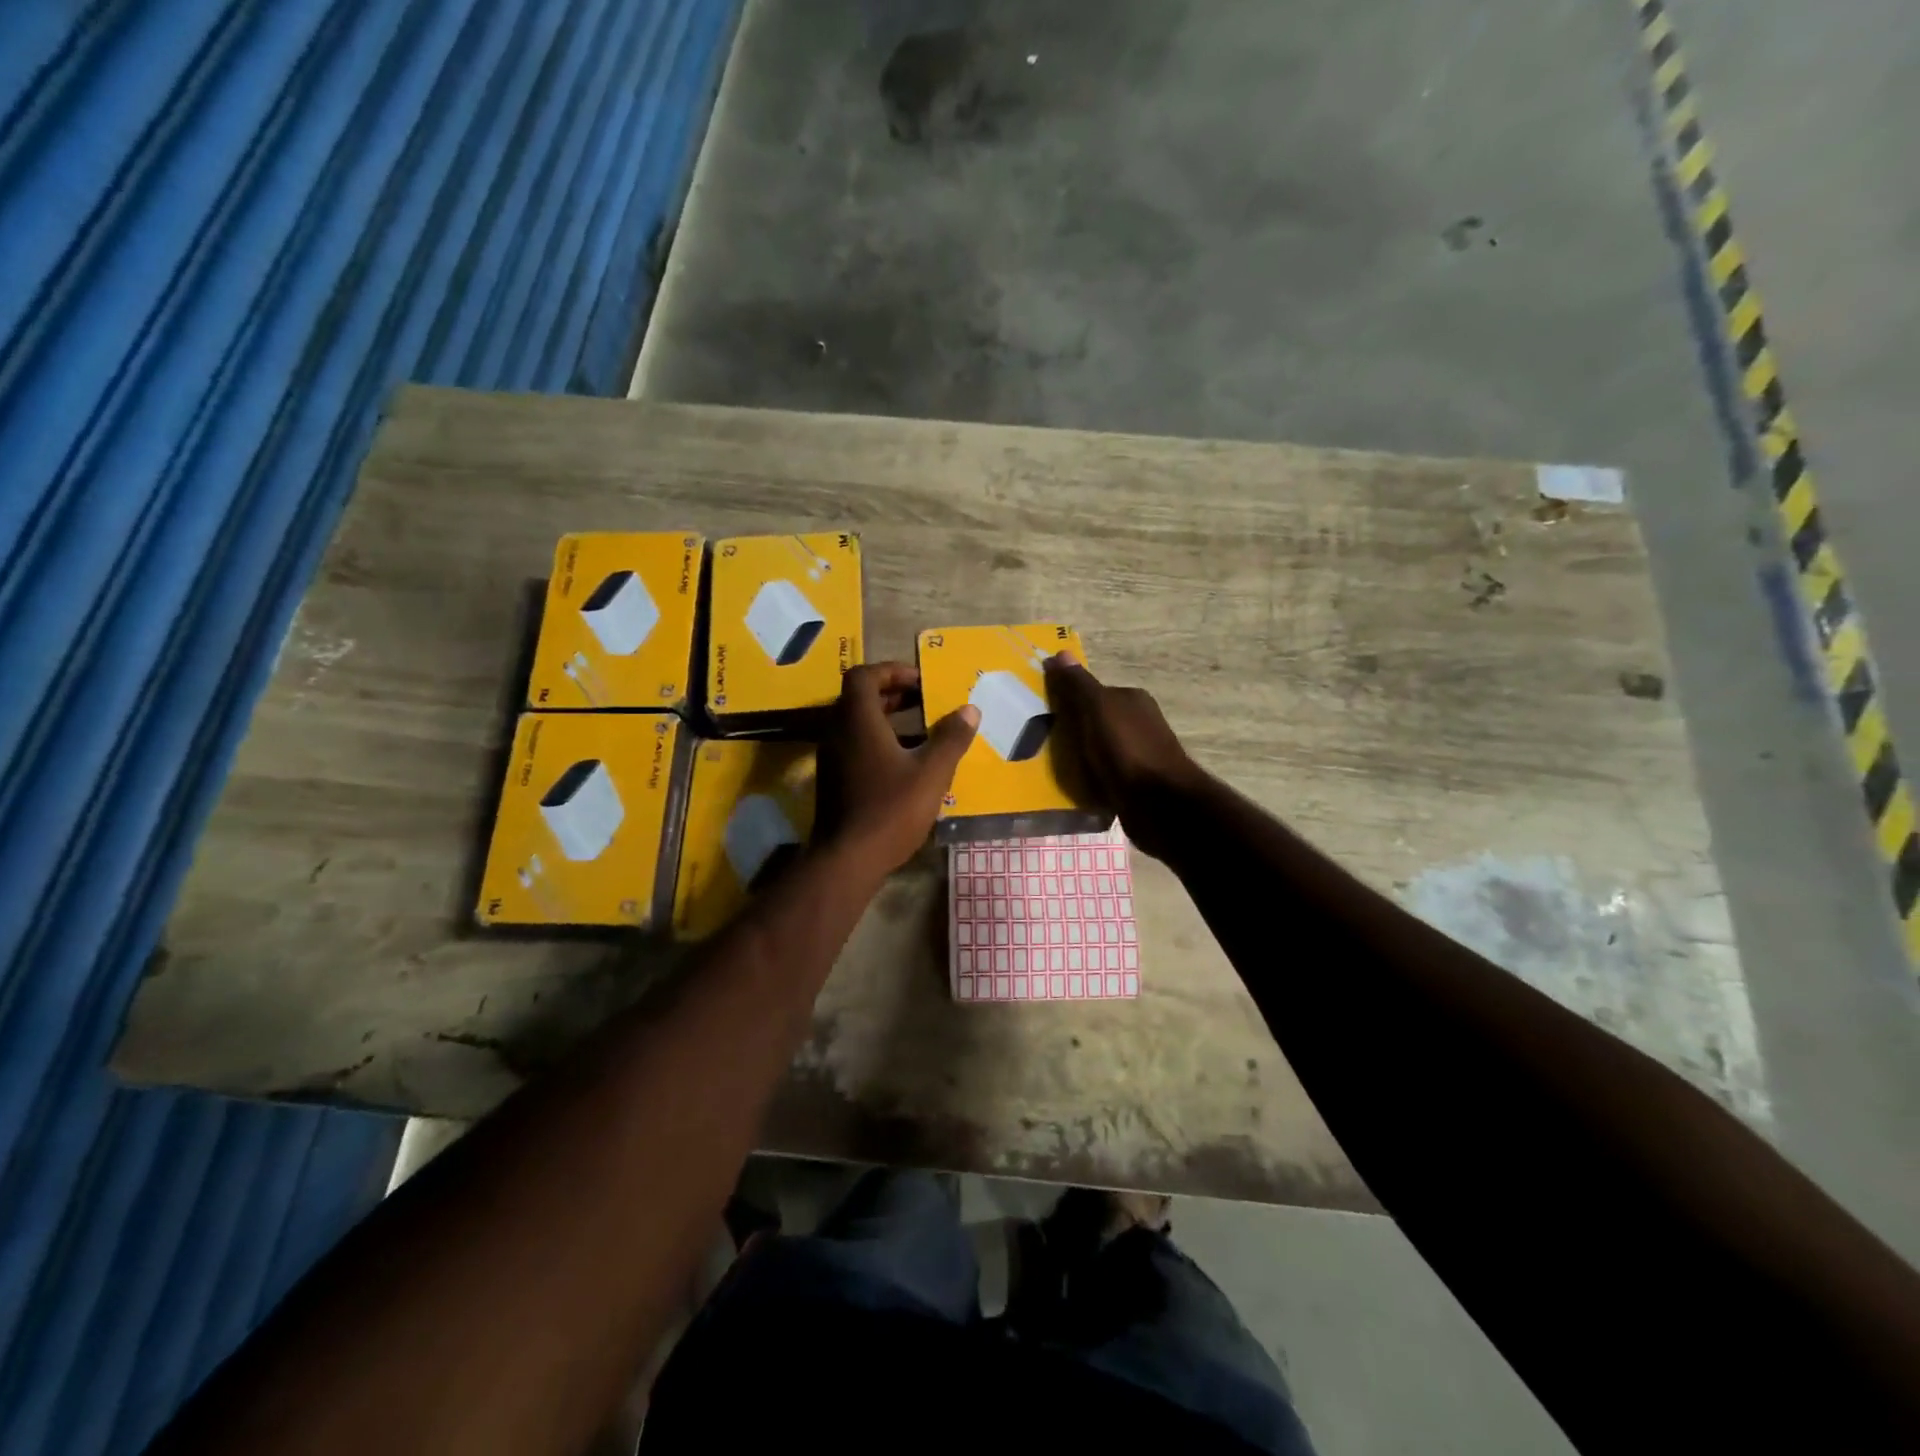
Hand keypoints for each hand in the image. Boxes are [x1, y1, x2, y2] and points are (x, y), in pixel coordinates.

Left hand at [814, 662, 979, 875]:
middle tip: (924, 700)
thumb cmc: (890, 809)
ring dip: (886, 719)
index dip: (891, 671)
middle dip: (892, 694)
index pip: (864, 676)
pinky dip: (878, 741)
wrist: (847, 859)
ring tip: (921, 729)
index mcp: (858, 721)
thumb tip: (970, 710)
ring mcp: (832, 757)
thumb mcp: (931, 773)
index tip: (920, 680)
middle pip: (859, 698)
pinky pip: (855, 745)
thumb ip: (951, 738)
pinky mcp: (833, 780)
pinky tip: (905, 762)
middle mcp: (838, 732)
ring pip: (856, 724)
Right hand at [1043, 652, 1203, 859]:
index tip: (1042, 713)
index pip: (1092, 692)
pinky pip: (1104, 774)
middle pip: (1095, 721)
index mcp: (1132, 699)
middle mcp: (1139, 722)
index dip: (1067, 700)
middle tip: (1040, 742)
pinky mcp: (1135, 784)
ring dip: (1079, 757)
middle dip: (1072, 730)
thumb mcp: (1097, 709)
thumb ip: (1079, 685)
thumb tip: (1060, 652)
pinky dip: (1089, 778)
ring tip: (1050, 767)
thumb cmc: (1127, 749)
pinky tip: (1072, 787)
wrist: (1159, 804)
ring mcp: (1139, 754)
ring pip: (1099, 749)